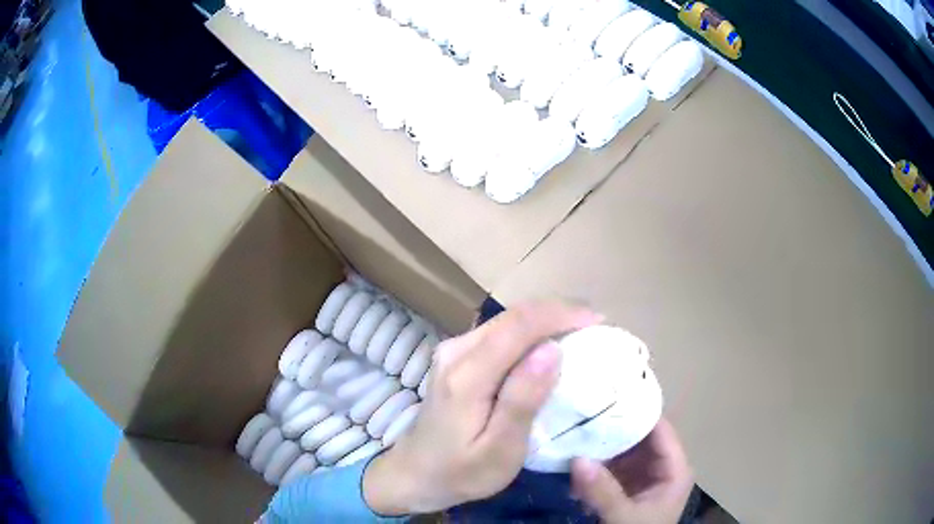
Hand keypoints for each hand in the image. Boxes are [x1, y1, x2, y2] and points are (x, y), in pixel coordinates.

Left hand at [363, 302, 601, 514]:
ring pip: (507, 321)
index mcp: (466, 375)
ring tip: (581, 335)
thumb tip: (552, 349)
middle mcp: (456, 351)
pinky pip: (499, 333)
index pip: (519, 325)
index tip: (598, 323)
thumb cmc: (460, 473)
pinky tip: (548, 348)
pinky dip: (530, 334)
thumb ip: (522, 400)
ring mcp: (452, 350)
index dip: (562, 315)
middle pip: (513, 316)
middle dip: (559, 314)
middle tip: (596, 329)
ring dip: (546, 321)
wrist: (413, 474)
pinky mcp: (455, 357)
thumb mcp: (499, 451)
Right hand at [570, 418, 693, 523]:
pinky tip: (572, 453)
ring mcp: (642, 476)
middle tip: (583, 408)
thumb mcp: (624, 517)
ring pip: (622, 450)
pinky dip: (593, 462)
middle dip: (612, 426)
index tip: (609, 394)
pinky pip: (610, 466)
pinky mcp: (625, 486)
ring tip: (573, 424)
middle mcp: (661, 466)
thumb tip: (577, 458)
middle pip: (639, 437)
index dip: (638, 411)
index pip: (660, 429)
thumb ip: (604, 492)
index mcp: (675, 469)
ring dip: (600, 443)